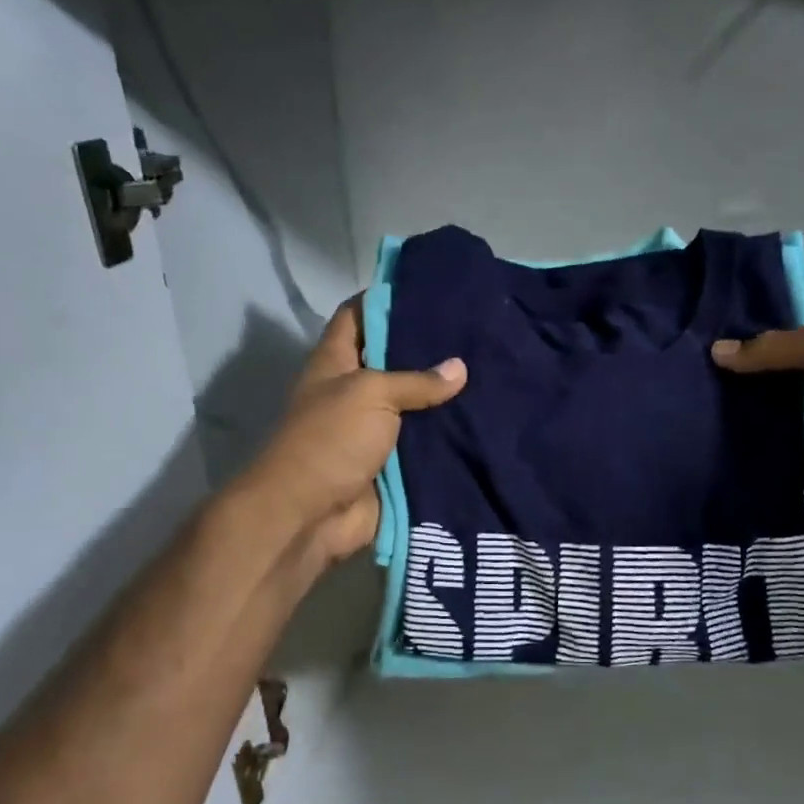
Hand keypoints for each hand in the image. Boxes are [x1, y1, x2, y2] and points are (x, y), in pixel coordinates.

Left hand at [242, 298, 465, 563]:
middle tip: (477, 328)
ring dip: (446, 395)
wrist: (309, 517)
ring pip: (416, 404)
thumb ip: (415, 380)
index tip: (429, 286)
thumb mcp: (369, 394)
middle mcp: (355, 390)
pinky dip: (451, 436)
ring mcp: (375, 429)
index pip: (358, 316)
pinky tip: (488, 419)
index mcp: (336, 363)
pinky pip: (427, 444)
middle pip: (394, 359)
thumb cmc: (329, 440)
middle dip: (430, 347)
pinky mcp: (395, 463)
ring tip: (493, 369)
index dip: (386, 298)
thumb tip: (460, 368)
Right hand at [711, 290, 803, 521]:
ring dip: (738, 388)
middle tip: (692, 341)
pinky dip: (745, 425)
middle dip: (742, 346)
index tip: (719, 300)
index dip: (767, 297)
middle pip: (781, 349)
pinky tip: (706, 415)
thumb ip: (774, 346)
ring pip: (770, 390)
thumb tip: (717, 350)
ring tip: (688, 378)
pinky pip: (770, 429)